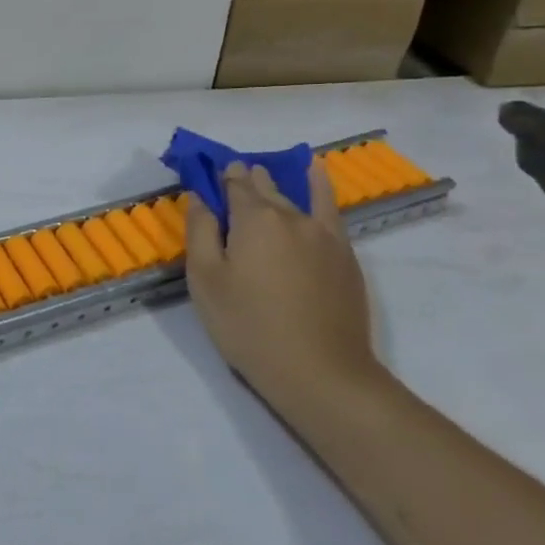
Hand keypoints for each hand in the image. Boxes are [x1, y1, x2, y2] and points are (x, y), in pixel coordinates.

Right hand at [183, 160, 382, 422]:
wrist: (321, 373)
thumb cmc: (249, 326)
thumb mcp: (206, 280)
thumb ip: (200, 231)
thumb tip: (199, 197)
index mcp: (253, 219)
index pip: (234, 184)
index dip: (220, 177)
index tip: (208, 176)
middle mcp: (291, 216)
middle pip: (264, 188)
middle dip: (246, 181)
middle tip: (231, 183)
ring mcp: (324, 235)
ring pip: (294, 197)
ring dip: (276, 184)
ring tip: (264, 175)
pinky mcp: (345, 255)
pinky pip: (330, 208)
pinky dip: (320, 185)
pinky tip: (316, 172)